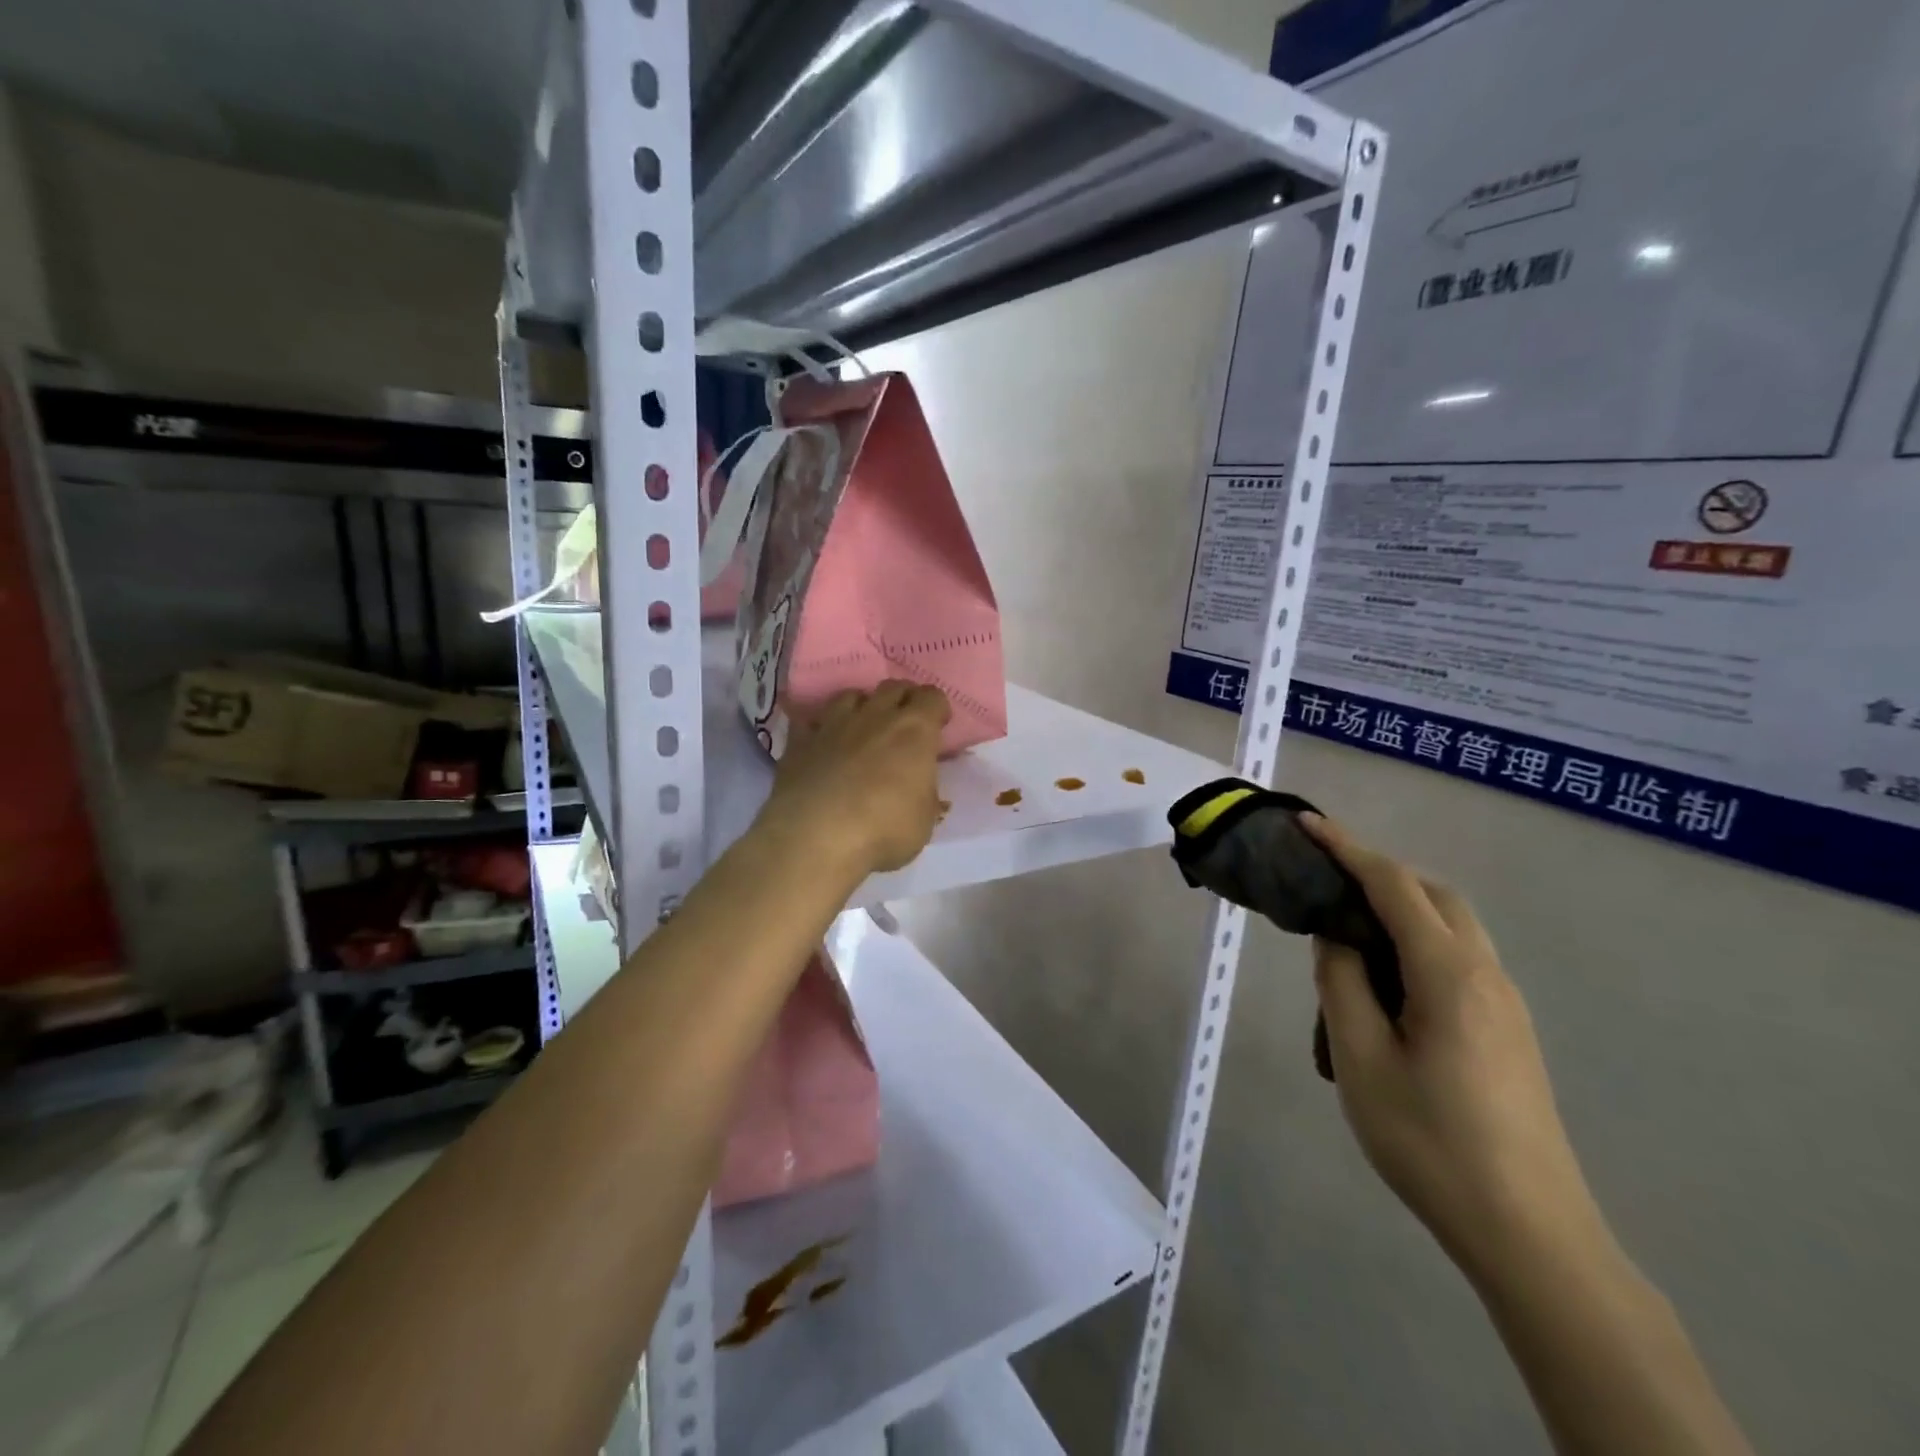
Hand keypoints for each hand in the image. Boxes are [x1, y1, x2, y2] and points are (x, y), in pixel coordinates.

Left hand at [760, 682, 949, 878]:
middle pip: (893, 687)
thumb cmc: (883, 831)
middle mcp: (874, 716)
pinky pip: (810, 721)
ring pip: (851, 695)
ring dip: (862, 707)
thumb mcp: (923, 822)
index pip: (933, 697)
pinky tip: (822, 743)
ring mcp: (833, 724)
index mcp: (914, 730)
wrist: (814, 838)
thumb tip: (922, 788)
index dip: (937, 709)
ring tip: (864, 729)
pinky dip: (820, 728)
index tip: (938, 727)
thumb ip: (926, 796)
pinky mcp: (799, 741)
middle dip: (903, 700)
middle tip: (905, 724)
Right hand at [1302, 815, 1606, 1282]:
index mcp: (1449, 973)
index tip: (1307, 824)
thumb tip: (1336, 936)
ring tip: (1346, 938)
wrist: (1529, 1232)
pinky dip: (1416, 945)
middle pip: (1433, 896)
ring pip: (1450, 928)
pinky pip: (1458, 961)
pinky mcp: (1509, 1031)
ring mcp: (1505, 1003)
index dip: (1347, 848)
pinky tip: (1384, 988)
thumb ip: (1341, 983)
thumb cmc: (1430, 1141)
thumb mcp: (1361, 1058)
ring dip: (1399, 911)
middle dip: (1379, 873)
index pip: (1393, 886)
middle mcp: (1486, 974)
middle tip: (1325, 883)